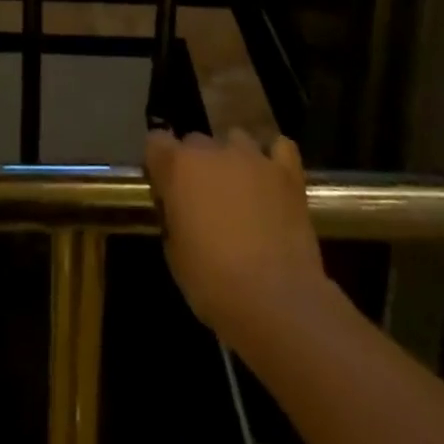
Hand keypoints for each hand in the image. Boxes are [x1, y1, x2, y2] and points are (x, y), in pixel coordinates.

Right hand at [145, 129, 335, 347]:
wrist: (278, 303)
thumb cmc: (215, 284)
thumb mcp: (175, 256)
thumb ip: (173, 218)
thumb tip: (179, 210)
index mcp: (178, 167)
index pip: (156, 142)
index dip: (159, 163)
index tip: (165, 187)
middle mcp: (212, 150)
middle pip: (196, 141)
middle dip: (197, 165)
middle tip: (204, 200)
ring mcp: (252, 157)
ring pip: (236, 139)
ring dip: (233, 160)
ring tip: (241, 191)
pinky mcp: (287, 173)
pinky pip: (280, 148)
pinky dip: (274, 159)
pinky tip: (273, 179)